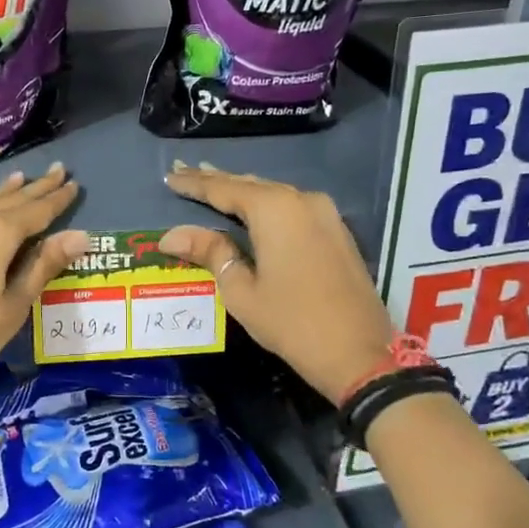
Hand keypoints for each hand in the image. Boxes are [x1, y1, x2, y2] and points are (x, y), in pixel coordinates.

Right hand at [160, 161, 396, 404]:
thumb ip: (210, 253)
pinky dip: (265, 205)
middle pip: (250, 184)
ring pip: (273, 193)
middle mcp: (302, 200)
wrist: (359, 353)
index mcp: (275, 209)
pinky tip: (250, 209)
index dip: (194, 184)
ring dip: (242, 191)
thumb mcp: (241, 291)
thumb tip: (171, 235)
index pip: (223, 189)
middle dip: (217, 181)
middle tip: (185, 173)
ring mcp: (325, 213)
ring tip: (212, 185)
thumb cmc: (291, 323)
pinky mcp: (336, 231)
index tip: (169, 176)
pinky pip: (292, 207)